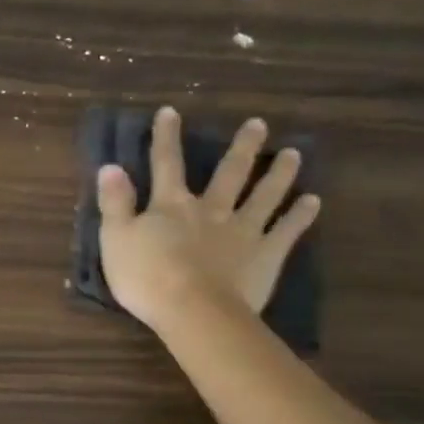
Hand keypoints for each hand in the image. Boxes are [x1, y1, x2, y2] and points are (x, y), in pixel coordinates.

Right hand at [97, 108, 319, 334]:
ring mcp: (243, 231)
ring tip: (294, 154)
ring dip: (278, 174)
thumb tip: (111, 166)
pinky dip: (300, 216)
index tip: (170, 112)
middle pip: (229, 173)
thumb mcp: (115, 239)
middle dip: (242, 147)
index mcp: (171, 206)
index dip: (166, 138)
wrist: (192, 311)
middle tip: (259, 123)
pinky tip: (313, 202)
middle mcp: (211, 210)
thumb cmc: (147, 277)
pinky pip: (286, 231)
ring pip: (264, 196)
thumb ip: (115, 202)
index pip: (166, 164)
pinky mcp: (265, 256)